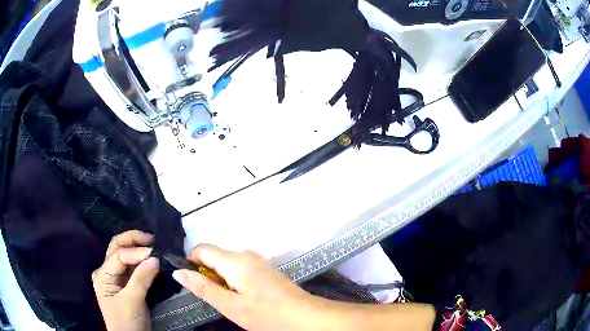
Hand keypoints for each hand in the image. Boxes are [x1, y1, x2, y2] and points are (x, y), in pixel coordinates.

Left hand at [92, 230, 158, 330]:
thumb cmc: (126, 322)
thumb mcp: (133, 301)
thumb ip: (141, 278)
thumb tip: (155, 258)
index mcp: (103, 274)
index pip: (119, 255)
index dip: (137, 252)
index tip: (156, 253)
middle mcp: (106, 271)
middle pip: (117, 248)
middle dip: (133, 240)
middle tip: (152, 239)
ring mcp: (115, 277)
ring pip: (124, 255)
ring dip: (138, 249)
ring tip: (154, 246)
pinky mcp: (125, 284)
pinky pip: (132, 268)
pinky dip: (142, 262)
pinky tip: (151, 260)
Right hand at [172, 245, 317, 330]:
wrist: (305, 316)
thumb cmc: (266, 314)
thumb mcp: (230, 305)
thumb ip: (203, 287)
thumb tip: (178, 272)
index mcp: (235, 260)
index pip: (201, 249)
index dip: (191, 263)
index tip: (194, 284)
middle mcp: (246, 254)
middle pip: (215, 256)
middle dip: (208, 274)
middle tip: (217, 299)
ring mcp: (258, 261)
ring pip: (227, 264)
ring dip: (221, 279)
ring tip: (232, 302)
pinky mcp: (266, 269)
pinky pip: (241, 269)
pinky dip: (234, 280)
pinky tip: (246, 299)